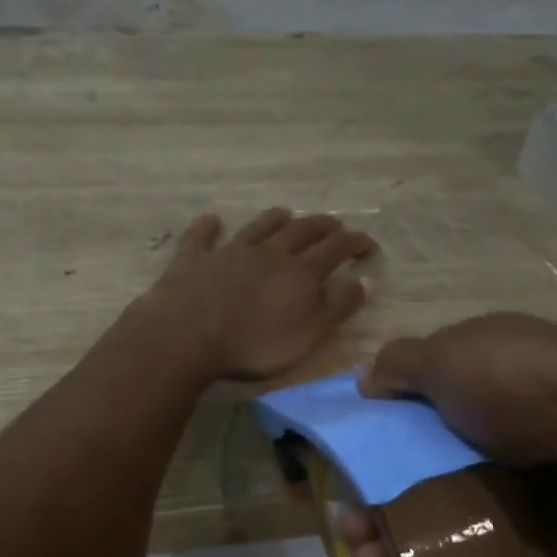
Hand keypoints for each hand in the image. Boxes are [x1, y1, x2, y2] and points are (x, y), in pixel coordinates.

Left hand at [139, 208, 377, 380]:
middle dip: (322, 226)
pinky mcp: (193, 260)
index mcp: (299, 272)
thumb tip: (365, 280)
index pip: (336, 249)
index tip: (369, 243)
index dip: (355, 243)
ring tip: (287, 212)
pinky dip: (207, 226)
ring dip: (274, 219)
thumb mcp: (308, 334)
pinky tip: (211, 219)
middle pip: (301, 231)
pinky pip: (201, 237)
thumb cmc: (254, 344)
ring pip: (257, 227)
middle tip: (335, 225)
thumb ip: (337, 307)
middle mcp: (267, 253)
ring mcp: (228, 252)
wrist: (187, 336)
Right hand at [341, 312, 556, 556]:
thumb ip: (402, 367)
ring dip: (401, 544)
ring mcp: (515, 483)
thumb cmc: (526, 388)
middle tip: (349, 537)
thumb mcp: (451, 356)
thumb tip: (364, 380)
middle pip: (415, 471)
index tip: (335, 473)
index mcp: (469, 381)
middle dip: (373, 504)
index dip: (366, 442)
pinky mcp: (541, 533)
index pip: (403, 412)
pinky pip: (483, 552)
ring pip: (443, 517)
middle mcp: (488, 429)